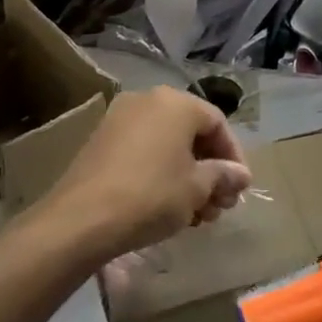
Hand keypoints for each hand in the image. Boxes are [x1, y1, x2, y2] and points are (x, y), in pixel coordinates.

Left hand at [35, 87, 251, 263]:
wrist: (81, 220)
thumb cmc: (151, 195)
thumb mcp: (197, 188)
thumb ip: (223, 175)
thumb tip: (240, 175)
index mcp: (176, 103)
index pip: (218, 124)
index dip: (234, 157)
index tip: (239, 188)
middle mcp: (148, 101)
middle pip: (192, 134)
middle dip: (211, 170)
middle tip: (220, 205)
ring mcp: (120, 119)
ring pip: (167, 145)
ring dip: (188, 176)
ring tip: (198, 214)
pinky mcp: (101, 142)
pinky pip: (144, 151)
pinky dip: (162, 173)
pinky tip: (169, 206)